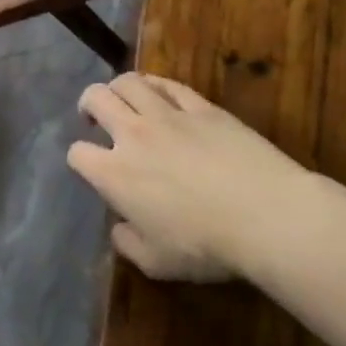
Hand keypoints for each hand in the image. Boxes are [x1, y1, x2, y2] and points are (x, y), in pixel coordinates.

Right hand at [66, 73, 317, 282]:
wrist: (268, 216)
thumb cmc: (206, 246)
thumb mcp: (156, 263)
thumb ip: (127, 243)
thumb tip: (120, 228)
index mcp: (113, 174)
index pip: (78, 153)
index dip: (80, 159)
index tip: (92, 169)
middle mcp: (133, 135)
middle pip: (95, 99)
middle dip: (88, 106)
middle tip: (96, 118)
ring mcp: (168, 116)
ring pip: (129, 82)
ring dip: (118, 88)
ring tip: (124, 100)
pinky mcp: (203, 107)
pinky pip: (169, 84)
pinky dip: (155, 85)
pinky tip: (158, 94)